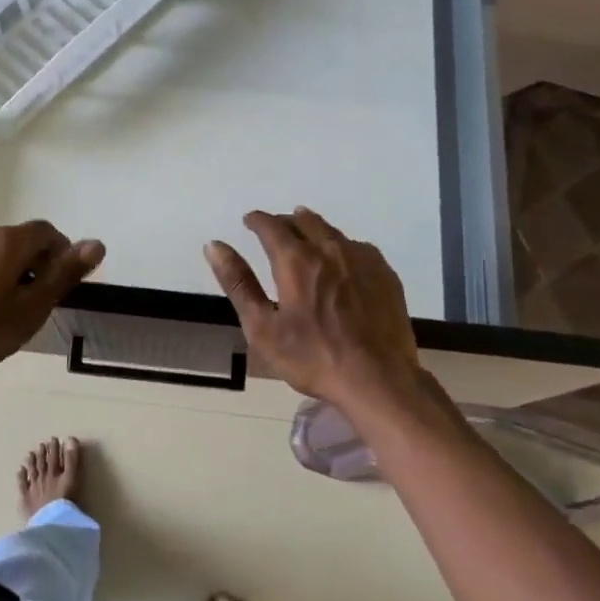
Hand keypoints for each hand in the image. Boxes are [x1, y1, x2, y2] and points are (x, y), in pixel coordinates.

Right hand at [204, 208, 418, 407]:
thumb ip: (238, 283)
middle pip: (303, 221)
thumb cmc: (313, 358)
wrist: (378, 380)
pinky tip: (342, 258)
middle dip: (284, 221)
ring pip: (332, 231)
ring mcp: (362, 259)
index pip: (271, 226)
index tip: (249, 221)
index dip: (257, 221)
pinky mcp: (385, 274)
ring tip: (305, 232)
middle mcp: (329, 249)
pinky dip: (341, 245)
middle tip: (274, 228)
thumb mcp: (262, 327)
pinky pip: (358, 247)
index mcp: (296, 260)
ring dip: (313, 228)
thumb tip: (214, 246)